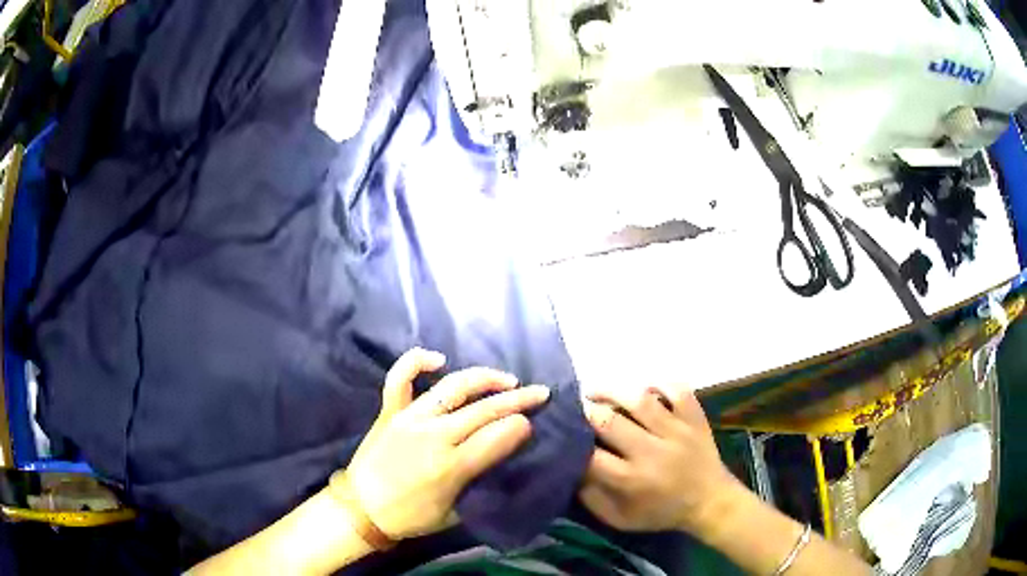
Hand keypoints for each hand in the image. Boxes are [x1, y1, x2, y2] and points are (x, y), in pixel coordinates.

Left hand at [343, 348, 549, 539]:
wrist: (361, 508)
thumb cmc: (411, 517)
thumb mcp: (454, 513)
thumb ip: (480, 485)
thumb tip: (503, 458)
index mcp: (451, 467)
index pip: (497, 437)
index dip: (520, 426)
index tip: (533, 423)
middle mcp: (434, 436)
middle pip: (484, 410)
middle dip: (518, 399)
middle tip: (540, 393)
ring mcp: (410, 418)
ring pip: (453, 388)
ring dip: (484, 379)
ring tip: (507, 379)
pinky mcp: (390, 411)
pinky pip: (400, 378)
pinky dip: (416, 361)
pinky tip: (438, 359)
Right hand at [578, 387, 742, 534]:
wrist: (710, 502)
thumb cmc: (662, 512)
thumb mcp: (621, 519)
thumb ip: (591, 499)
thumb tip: (570, 470)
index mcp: (631, 480)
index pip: (590, 455)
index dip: (570, 441)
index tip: (561, 433)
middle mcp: (652, 452)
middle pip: (609, 422)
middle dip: (585, 411)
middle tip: (575, 406)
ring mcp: (676, 430)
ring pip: (640, 399)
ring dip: (612, 390)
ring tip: (596, 390)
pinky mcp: (695, 417)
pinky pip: (676, 389)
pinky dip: (658, 383)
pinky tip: (642, 388)